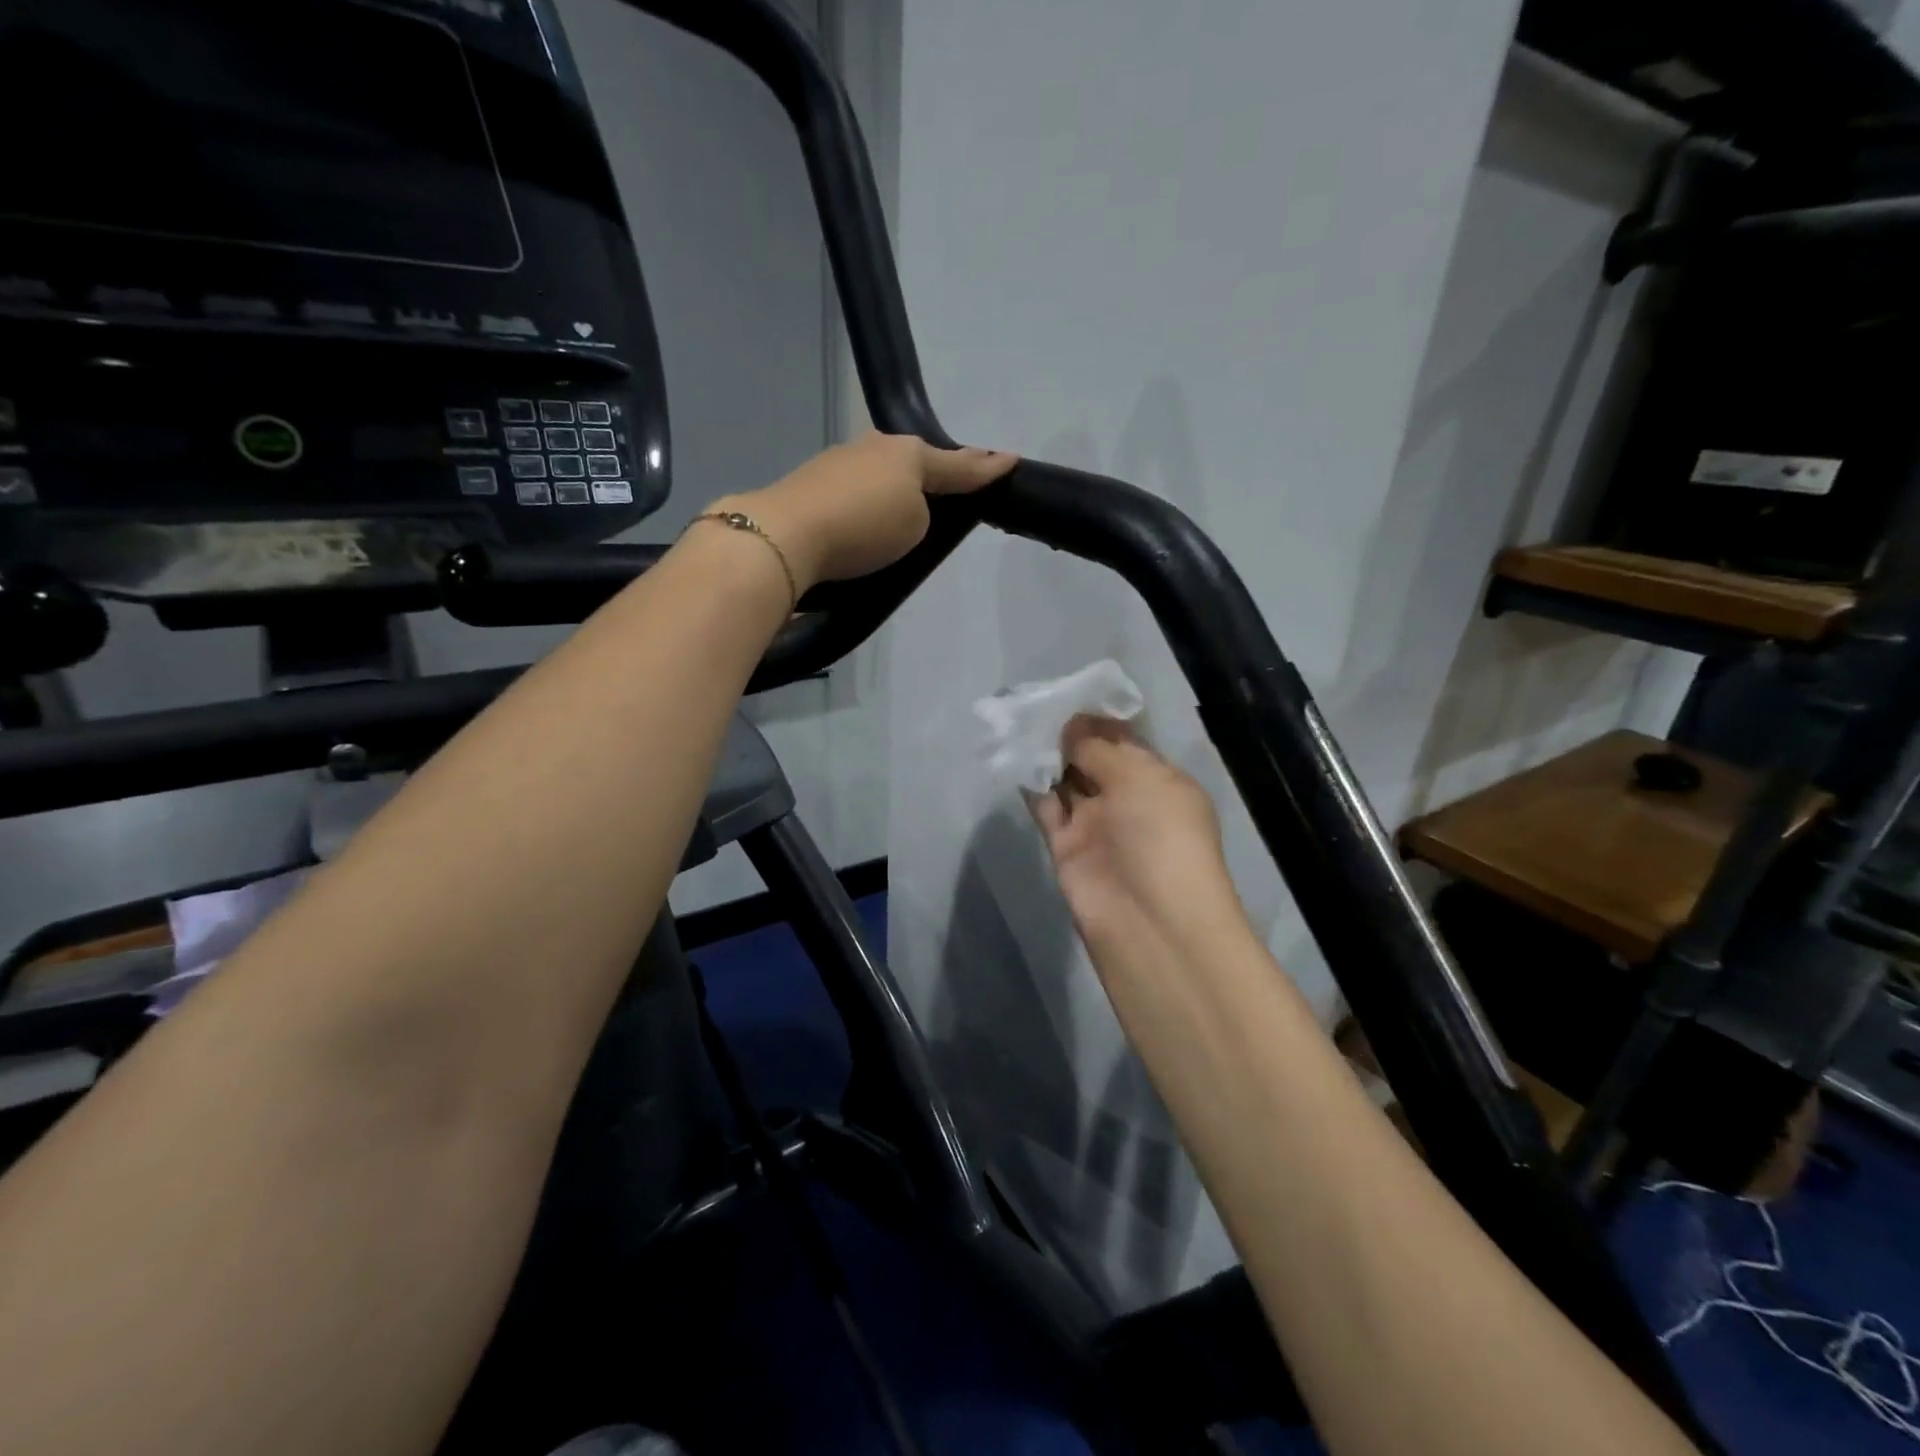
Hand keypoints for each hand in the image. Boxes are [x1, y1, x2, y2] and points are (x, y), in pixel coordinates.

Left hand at [716, 432, 1016, 589]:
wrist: (785, 535)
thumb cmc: (864, 526)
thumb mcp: (916, 526)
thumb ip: (924, 513)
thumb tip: (901, 508)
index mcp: (908, 452)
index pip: (958, 463)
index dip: (985, 467)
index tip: (1009, 460)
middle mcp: (874, 447)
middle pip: (914, 461)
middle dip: (931, 475)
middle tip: (945, 494)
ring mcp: (838, 460)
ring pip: (880, 473)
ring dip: (892, 490)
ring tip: (897, 519)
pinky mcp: (810, 483)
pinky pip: (853, 491)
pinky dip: (863, 505)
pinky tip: (858, 523)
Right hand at [1027, 716, 1249, 956]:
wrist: (1150, 922)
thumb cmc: (1162, 837)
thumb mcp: (1140, 779)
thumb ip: (1099, 748)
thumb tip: (1070, 725)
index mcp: (1158, 779)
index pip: (1124, 740)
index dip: (1095, 719)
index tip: (1063, 693)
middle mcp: (1127, 798)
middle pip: (1092, 757)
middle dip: (1067, 734)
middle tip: (1032, 703)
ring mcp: (1095, 823)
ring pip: (1066, 780)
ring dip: (1046, 755)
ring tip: (1018, 723)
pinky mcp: (1065, 845)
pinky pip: (1046, 807)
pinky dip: (1032, 785)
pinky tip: (1015, 757)